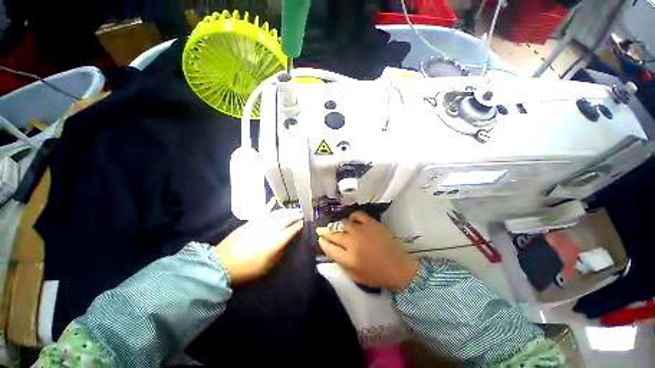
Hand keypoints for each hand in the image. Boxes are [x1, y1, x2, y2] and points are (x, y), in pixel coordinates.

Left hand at [215, 209, 302, 284]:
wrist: (222, 264)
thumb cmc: (247, 268)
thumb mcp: (266, 266)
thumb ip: (278, 252)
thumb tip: (286, 241)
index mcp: (271, 245)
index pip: (288, 232)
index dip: (296, 227)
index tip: (302, 223)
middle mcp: (265, 233)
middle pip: (283, 221)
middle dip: (293, 216)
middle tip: (300, 214)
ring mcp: (257, 225)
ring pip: (275, 215)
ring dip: (285, 212)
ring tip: (292, 210)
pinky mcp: (250, 222)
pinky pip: (263, 212)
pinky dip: (270, 207)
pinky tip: (274, 202)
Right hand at [316, 211, 417, 291]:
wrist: (398, 267)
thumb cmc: (377, 275)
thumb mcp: (355, 277)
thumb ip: (342, 264)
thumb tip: (332, 250)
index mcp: (349, 259)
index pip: (329, 248)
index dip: (322, 243)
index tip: (320, 240)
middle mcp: (353, 243)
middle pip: (333, 234)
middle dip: (324, 232)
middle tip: (320, 230)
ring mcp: (363, 231)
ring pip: (342, 224)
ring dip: (335, 225)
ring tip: (333, 226)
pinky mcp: (372, 223)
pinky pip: (357, 215)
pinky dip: (352, 217)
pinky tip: (351, 221)